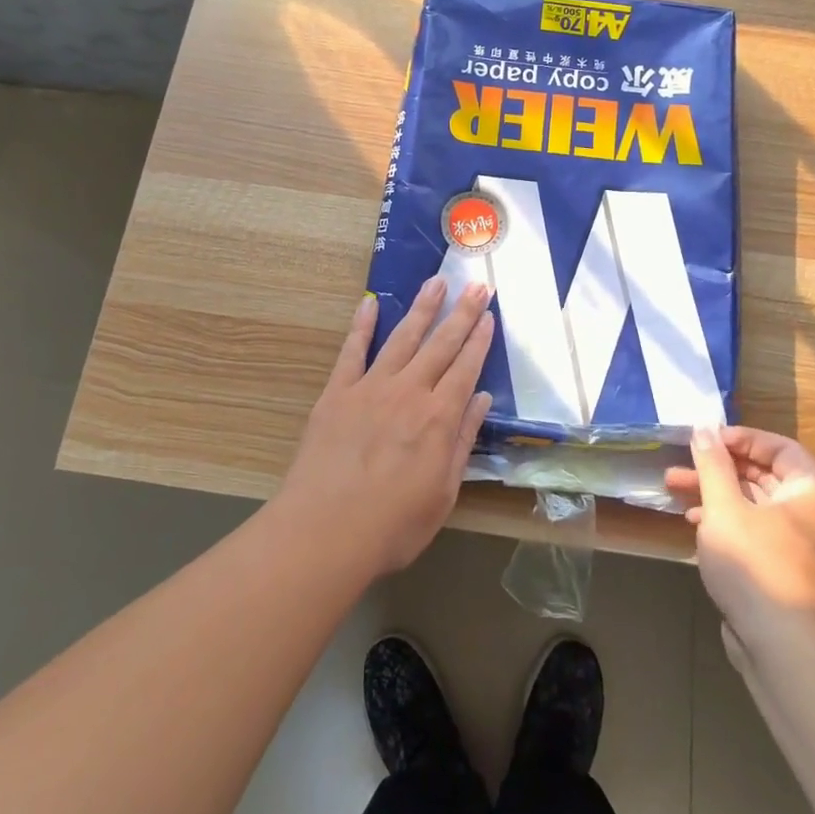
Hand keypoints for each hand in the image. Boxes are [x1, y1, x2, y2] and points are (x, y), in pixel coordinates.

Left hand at [279, 278, 494, 577]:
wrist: (324, 531)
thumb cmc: (392, 525)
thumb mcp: (442, 492)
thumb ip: (462, 441)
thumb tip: (482, 399)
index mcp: (438, 418)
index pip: (466, 368)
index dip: (479, 340)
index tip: (489, 316)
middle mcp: (408, 392)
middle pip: (440, 344)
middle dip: (462, 314)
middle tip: (477, 285)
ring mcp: (370, 388)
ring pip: (402, 338)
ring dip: (422, 308)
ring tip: (436, 282)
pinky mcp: (337, 393)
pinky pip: (352, 351)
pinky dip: (362, 325)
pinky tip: (371, 303)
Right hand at [665, 426, 814, 640]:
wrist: (784, 649)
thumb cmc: (757, 565)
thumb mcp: (725, 507)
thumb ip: (713, 465)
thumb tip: (704, 428)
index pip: (779, 448)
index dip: (740, 438)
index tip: (704, 438)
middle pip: (765, 475)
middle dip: (718, 467)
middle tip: (682, 462)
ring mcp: (802, 545)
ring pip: (755, 504)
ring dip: (715, 493)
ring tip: (674, 487)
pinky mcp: (785, 569)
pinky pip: (755, 530)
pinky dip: (726, 520)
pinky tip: (693, 522)